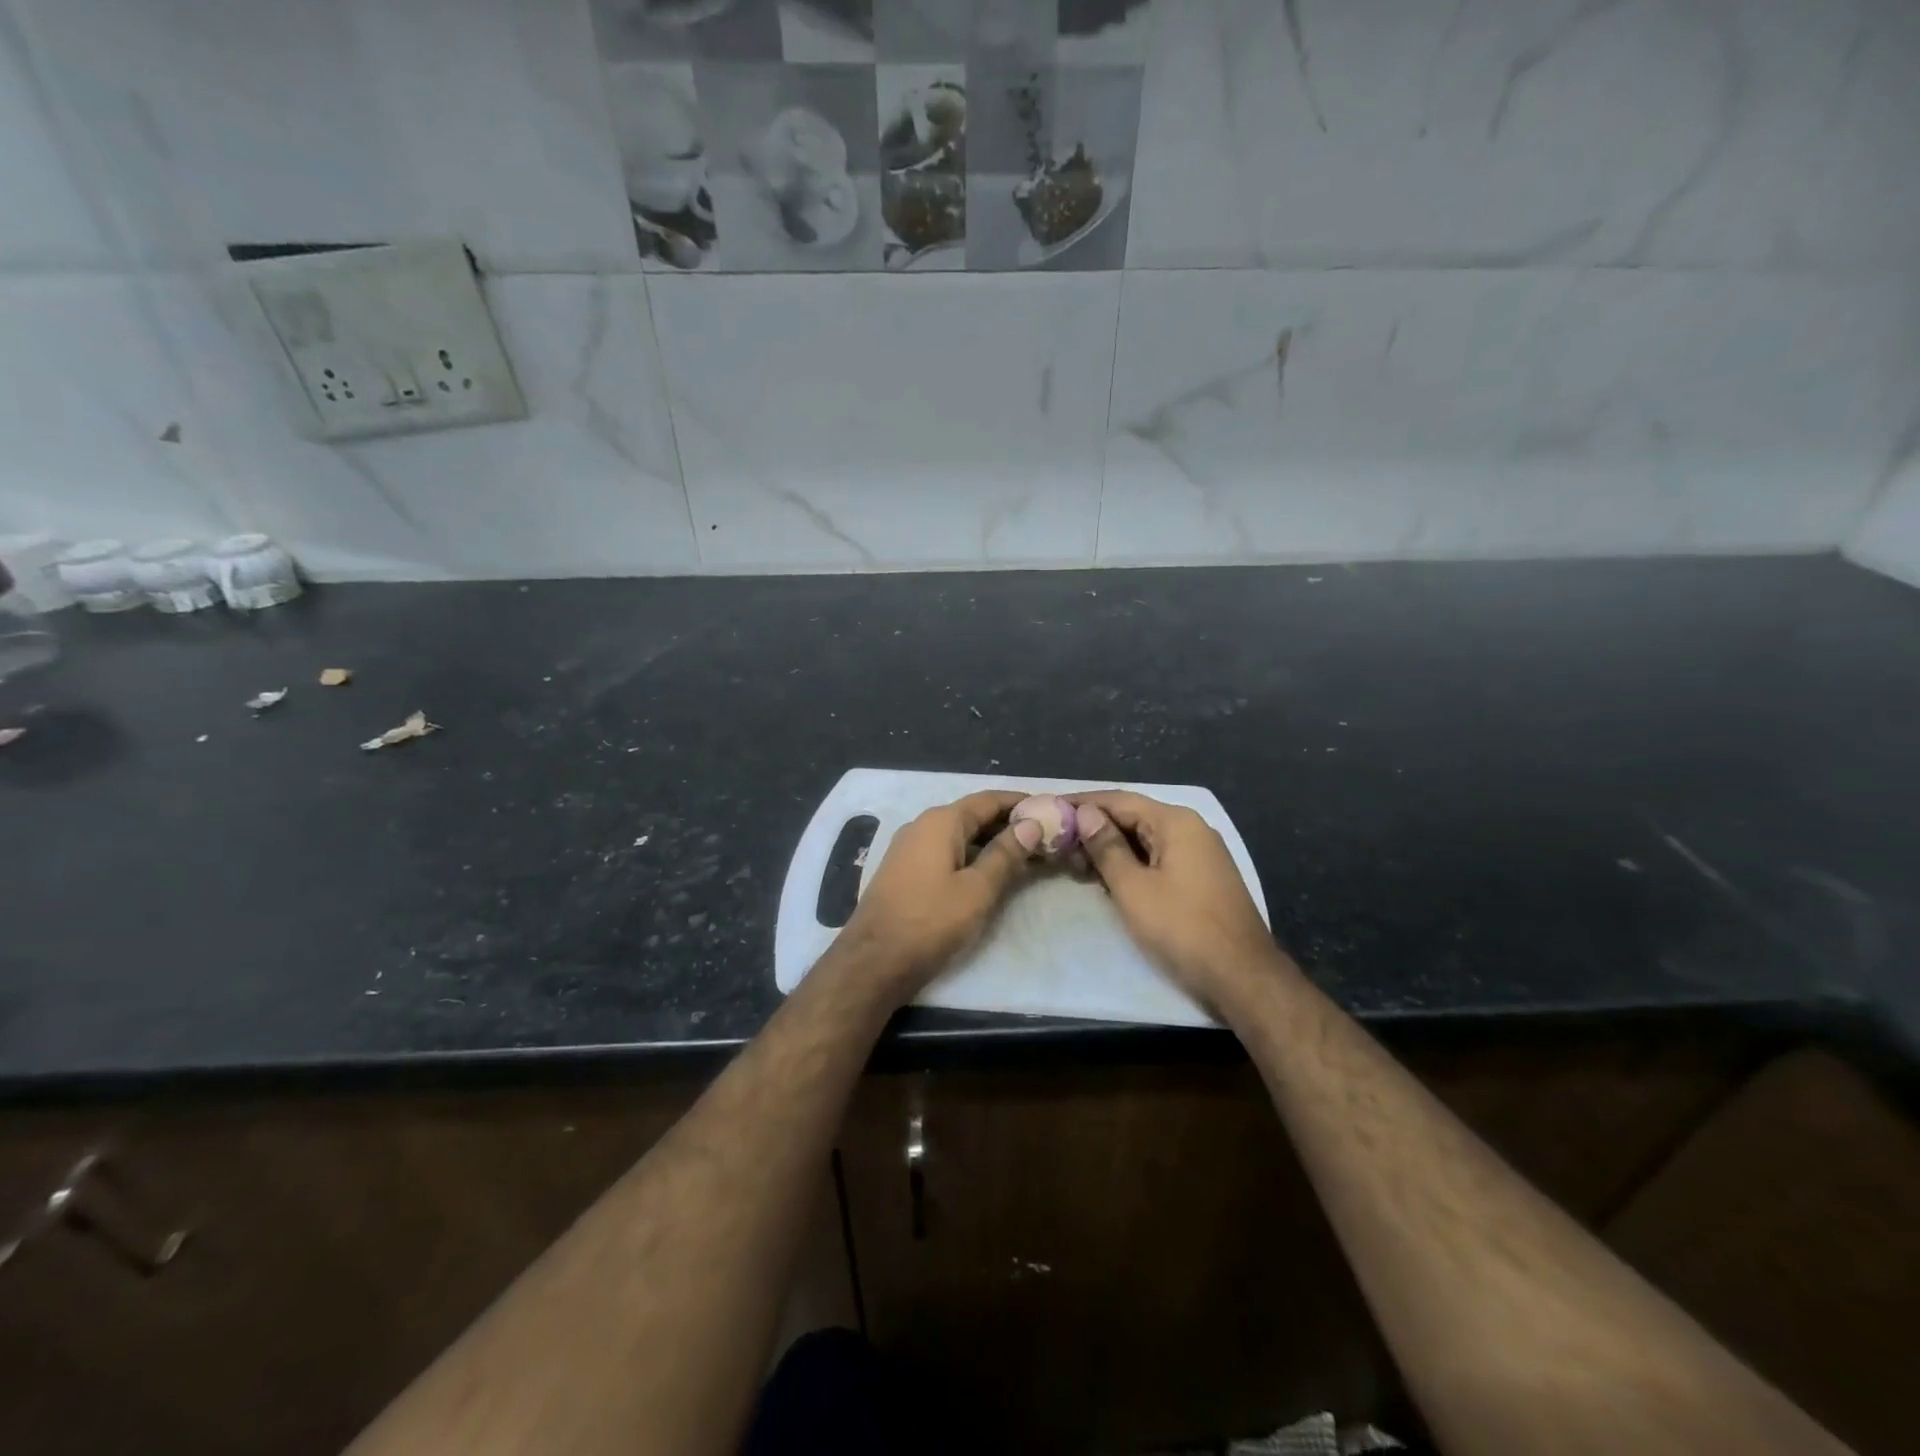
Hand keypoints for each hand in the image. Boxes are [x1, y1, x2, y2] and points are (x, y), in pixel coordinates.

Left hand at [835, 790, 1040, 1006]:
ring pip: (959, 835)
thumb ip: (1005, 854)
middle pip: (973, 815)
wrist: (873, 961)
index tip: (1050, 809)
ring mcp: (909, 848)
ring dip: (991, 842)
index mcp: (941, 821)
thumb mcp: (977, 889)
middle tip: (1044, 838)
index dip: (1020, 803)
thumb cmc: (930, 921)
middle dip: (1008, 825)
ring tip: (1025, 857)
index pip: (989, 800)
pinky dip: (971, 856)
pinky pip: (945, 852)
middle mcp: (922, 825)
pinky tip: (989, 874)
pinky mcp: (905, 871)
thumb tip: (1030, 824)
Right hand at [1070, 791, 1289, 1017]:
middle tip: (1056, 844)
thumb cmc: (1182, 929)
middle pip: (1132, 817)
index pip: (1119, 800)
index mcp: (1175, 822)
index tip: (1048, 808)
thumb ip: (1106, 847)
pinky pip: (1158, 857)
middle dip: (1093, 828)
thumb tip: (1085, 813)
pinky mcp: (1201, 877)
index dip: (1082, 803)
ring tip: (1073, 864)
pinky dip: (1130, 864)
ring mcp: (1199, 853)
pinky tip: (1106, 879)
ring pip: (1144, 839)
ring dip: (1109, 849)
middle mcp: (1190, 828)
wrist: (1243, 977)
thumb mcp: (1133, 888)